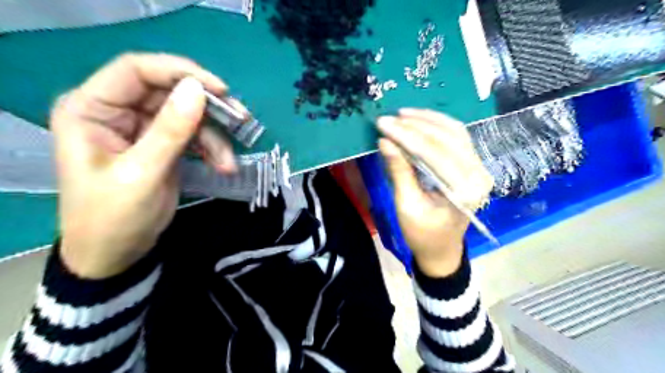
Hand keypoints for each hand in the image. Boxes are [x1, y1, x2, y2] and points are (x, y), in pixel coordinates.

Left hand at [53, 54, 236, 278]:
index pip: (136, 70)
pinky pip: (193, 136)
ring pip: (188, 116)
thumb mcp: (142, 173)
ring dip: (214, 137)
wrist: (118, 253)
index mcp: (92, 109)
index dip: (180, 72)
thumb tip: (197, 89)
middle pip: (169, 91)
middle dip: (207, 107)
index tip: (220, 90)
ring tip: (229, 162)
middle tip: (240, 118)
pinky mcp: (162, 145)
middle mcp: (117, 112)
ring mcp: (142, 129)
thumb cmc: (113, 217)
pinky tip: (224, 166)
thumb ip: (170, 131)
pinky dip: (212, 149)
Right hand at [373, 109, 492, 277]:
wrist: (442, 249)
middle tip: (388, 119)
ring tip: (402, 114)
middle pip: (447, 138)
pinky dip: (437, 126)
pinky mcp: (473, 165)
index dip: (406, 136)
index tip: (382, 124)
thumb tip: (385, 141)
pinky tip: (420, 120)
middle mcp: (478, 175)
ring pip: (454, 132)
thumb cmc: (422, 234)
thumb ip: (399, 172)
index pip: (434, 153)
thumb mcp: (406, 206)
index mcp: (464, 191)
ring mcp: (479, 168)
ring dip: (427, 120)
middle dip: (414, 125)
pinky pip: (457, 137)